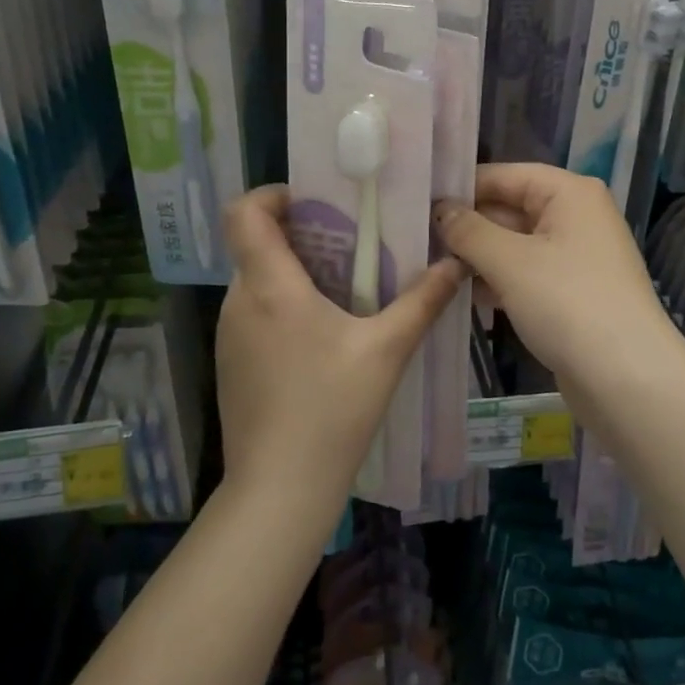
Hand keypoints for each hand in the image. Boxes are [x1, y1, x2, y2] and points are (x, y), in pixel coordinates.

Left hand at [215, 186, 462, 508]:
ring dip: (293, 272)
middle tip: (348, 245)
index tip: (312, 202)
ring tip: (342, 289)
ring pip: (256, 280)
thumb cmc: (332, 409)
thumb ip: (422, 301)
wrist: (279, 489)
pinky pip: (254, 312)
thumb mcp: (387, 350)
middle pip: (256, 244)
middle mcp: (240, 302)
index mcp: (270, 286)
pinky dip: (282, 305)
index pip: (244, 213)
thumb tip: (454, 263)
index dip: (272, 195)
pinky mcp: (231, 363)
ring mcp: (230, 335)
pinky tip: (321, 336)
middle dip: (299, 235)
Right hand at [435, 164, 682, 390]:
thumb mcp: (509, 262)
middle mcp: (577, 215)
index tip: (418, 203)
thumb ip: (469, 231)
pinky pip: (527, 273)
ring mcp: (576, 255)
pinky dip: (499, 280)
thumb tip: (441, 210)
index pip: (505, 175)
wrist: (627, 378)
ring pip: (516, 244)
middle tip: (417, 239)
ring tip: (431, 267)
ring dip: (479, 256)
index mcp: (570, 193)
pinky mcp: (572, 291)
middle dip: (468, 225)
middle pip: (510, 208)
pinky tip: (464, 294)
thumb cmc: (567, 303)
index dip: (463, 188)